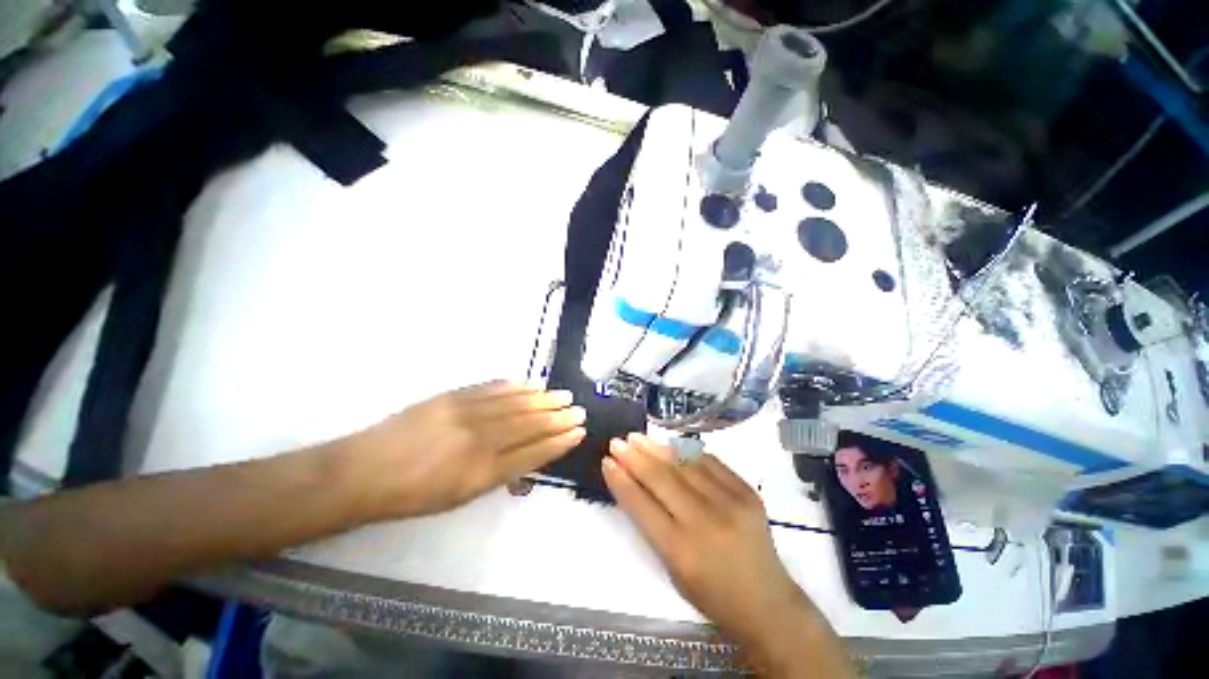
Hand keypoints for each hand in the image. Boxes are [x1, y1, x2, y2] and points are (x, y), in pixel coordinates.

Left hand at [334, 381, 584, 520]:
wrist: (364, 471)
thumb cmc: (413, 495)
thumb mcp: (460, 497)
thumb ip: (498, 475)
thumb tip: (528, 458)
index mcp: (483, 472)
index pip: (533, 452)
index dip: (559, 441)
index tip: (578, 432)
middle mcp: (481, 439)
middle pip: (530, 424)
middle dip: (558, 418)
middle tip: (579, 410)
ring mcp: (467, 413)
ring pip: (515, 404)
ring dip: (543, 399)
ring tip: (563, 395)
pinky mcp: (453, 397)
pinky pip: (492, 389)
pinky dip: (514, 386)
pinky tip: (530, 384)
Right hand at [602, 434, 850, 676]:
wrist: (767, 602)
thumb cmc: (711, 593)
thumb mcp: (672, 569)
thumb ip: (652, 525)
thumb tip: (634, 484)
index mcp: (681, 550)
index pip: (641, 505)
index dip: (621, 480)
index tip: (607, 461)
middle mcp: (704, 521)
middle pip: (661, 478)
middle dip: (634, 457)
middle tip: (617, 441)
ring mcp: (730, 503)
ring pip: (684, 465)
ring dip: (657, 448)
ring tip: (638, 437)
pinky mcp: (747, 492)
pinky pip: (710, 462)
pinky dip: (687, 451)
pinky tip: (671, 444)